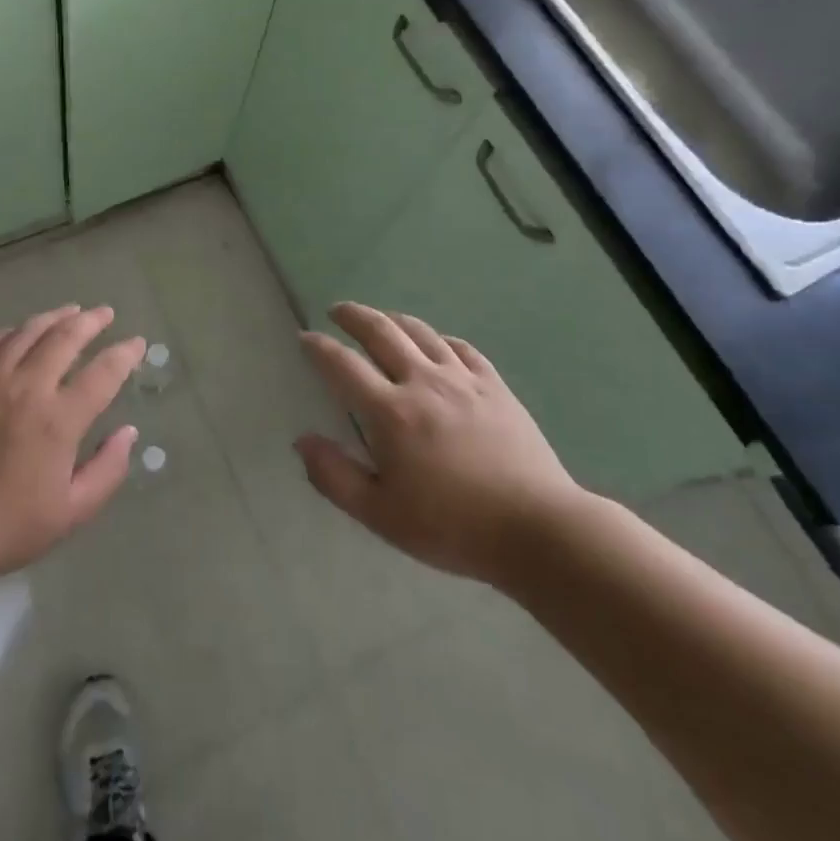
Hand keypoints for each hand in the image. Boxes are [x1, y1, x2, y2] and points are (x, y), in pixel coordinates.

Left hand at [0, 305, 145, 615]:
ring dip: (52, 318)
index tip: (136, 343)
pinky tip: (16, 332)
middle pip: (64, 338)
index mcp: (58, 420)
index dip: (124, 354)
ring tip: (69, 311)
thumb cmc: (4, 529)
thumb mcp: (70, 513)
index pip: (103, 373)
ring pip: (25, 333)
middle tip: (105, 313)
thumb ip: (107, 470)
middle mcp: (25, 388)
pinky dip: (8, 333)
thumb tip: (128, 433)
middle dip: (91, 322)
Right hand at [295, 303, 589, 586]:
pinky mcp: (495, 387)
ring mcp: (463, 380)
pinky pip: (461, 348)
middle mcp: (423, 382)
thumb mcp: (380, 515)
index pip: (343, 365)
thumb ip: (334, 476)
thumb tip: (302, 440)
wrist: (537, 529)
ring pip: (422, 332)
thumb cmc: (451, 527)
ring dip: (394, 319)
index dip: (319, 348)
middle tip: (337, 311)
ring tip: (380, 318)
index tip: (305, 338)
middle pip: (382, 332)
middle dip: (354, 316)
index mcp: (391, 412)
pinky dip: (440, 338)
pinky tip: (436, 343)